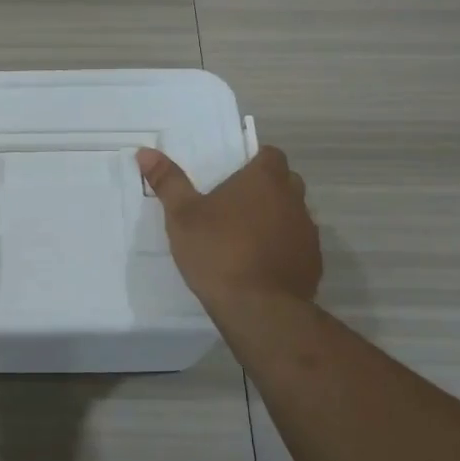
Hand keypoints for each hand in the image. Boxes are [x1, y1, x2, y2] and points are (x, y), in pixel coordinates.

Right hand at [136, 144, 321, 310]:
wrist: (258, 308)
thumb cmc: (217, 251)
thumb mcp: (182, 216)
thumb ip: (168, 181)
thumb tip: (146, 152)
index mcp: (264, 180)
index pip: (271, 154)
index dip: (254, 162)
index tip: (233, 176)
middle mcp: (293, 199)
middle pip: (285, 182)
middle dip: (266, 189)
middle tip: (234, 205)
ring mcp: (307, 231)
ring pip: (293, 214)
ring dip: (275, 219)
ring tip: (244, 237)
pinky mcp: (313, 262)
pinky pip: (298, 245)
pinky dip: (282, 249)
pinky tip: (260, 265)